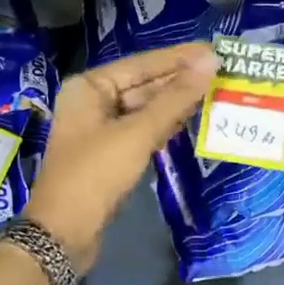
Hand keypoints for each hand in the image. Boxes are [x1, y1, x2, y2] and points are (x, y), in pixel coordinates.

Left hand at [26, 42, 218, 270]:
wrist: (62, 235)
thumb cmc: (95, 174)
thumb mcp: (138, 134)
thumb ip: (175, 98)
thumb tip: (210, 62)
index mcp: (90, 86)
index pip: (142, 63)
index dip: (179, 57)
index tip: (213, 50)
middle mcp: (92, 100)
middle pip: (143, 83)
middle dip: (179, 79)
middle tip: (220, 71)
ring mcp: (99, 127)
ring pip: (144, 107)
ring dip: (176, 102)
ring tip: (213, 91)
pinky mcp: (109, 152)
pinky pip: (142, 128)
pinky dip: (165, 123)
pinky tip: (191, 118)